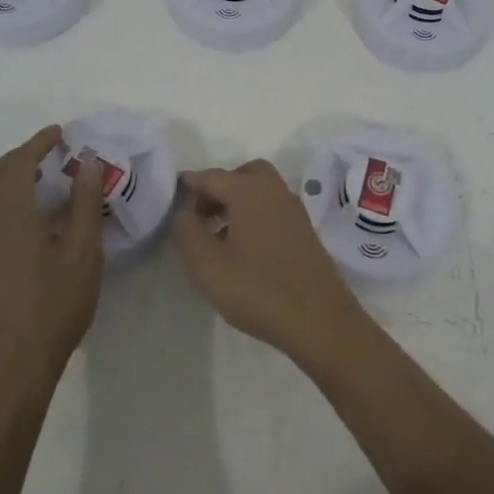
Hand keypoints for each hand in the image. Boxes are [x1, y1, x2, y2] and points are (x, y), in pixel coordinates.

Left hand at [0, 125, 104, 403]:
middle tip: (46, 156)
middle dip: (18, 158)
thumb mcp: (82, 251)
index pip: (21, 162)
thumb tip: (87, 163)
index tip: (59, 133)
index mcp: (10, 211)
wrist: (9, 366)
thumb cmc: (53, 304)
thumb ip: (84, 203)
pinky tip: (17, 223)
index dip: (39, 143)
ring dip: (2, 180)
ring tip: (31, 184)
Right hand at [170, 160, 369, 368]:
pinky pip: (273, 209)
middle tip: (201, 216)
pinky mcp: (305, 231)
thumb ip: (187, 231)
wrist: (319, 319)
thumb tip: (184, 212)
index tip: (173, 196)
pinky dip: (255, 215)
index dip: (190, 184)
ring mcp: (294, 210)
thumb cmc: (257, 289)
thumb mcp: (207, 265)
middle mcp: (274, 191)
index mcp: (249, 190)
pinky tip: (245, 248)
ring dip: (237, 203)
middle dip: (219, 189)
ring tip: (218, 236)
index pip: (211, 176)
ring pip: (260, 191)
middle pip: (242, 175)